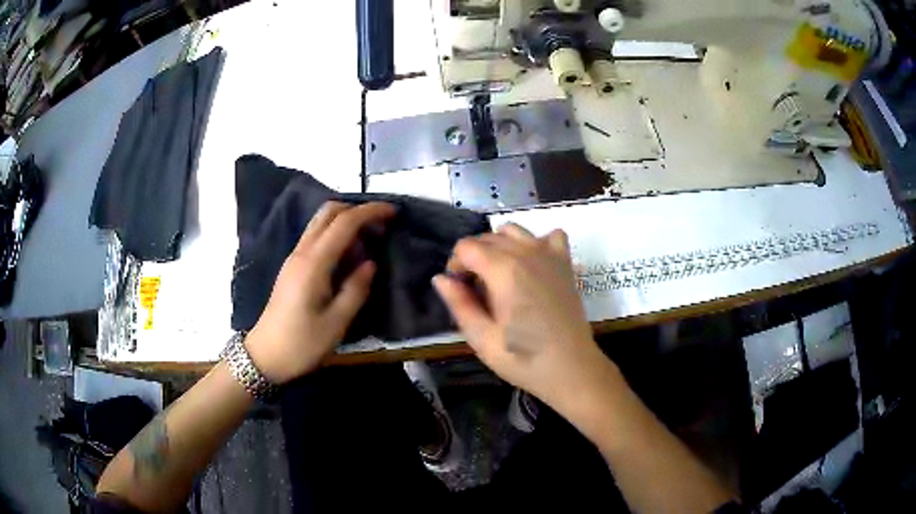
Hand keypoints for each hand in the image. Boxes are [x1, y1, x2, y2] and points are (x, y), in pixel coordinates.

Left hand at [245, 201, 395, 383]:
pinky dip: (335, 235)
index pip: (344, 223)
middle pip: (328, 212)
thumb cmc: (302, 343)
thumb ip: (356, 290)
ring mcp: (294, 258)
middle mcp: (301, 253)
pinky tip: (349, 256)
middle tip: (380, 224)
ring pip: (320, 223)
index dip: (370, 212)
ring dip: (345, 221)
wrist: (265, 355)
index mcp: (313, 264)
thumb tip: (370, 264)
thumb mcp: (336, 323)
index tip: (393, 211)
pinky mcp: (292, 268)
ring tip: (369, 241)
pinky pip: (315, 238)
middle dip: (356, 209)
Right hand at [433, 224, 613, 411]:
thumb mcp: (482, 339)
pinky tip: (534, 265)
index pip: (466, 246)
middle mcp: (526, 252)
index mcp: (503, 270)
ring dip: (499, 246)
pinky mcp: (565, 263)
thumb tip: (440, 278)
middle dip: (473, 258)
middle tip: (477, 292)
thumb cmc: (524, 359)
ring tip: (500, 276)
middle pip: (487, 237)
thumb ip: (459, 304)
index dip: (456, 266)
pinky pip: (550, 235)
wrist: (571, 368)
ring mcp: (550, 254)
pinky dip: (537, 243)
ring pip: (514, 231)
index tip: (460, 291)